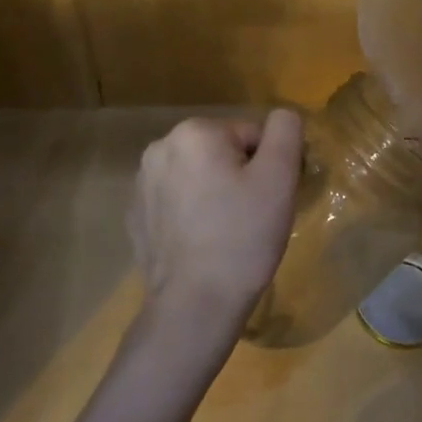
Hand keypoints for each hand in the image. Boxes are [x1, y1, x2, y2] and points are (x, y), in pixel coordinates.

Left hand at [127, 111, 303, 338]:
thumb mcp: (280, 177)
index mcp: (194, 132)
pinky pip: (176, 201)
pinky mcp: (135, 216)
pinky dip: (192, 214)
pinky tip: (202, 243)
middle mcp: (160, 148)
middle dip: (240, 177)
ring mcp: (141, 183)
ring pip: (198, 175)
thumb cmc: (243, 236)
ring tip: (227, 232)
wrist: (194, 305)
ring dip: (215, 193)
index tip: (271, 199)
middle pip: (222, 152)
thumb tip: (283, 116)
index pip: (251, 135)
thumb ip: (286, 131)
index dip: (269, 166)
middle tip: (253, 216)